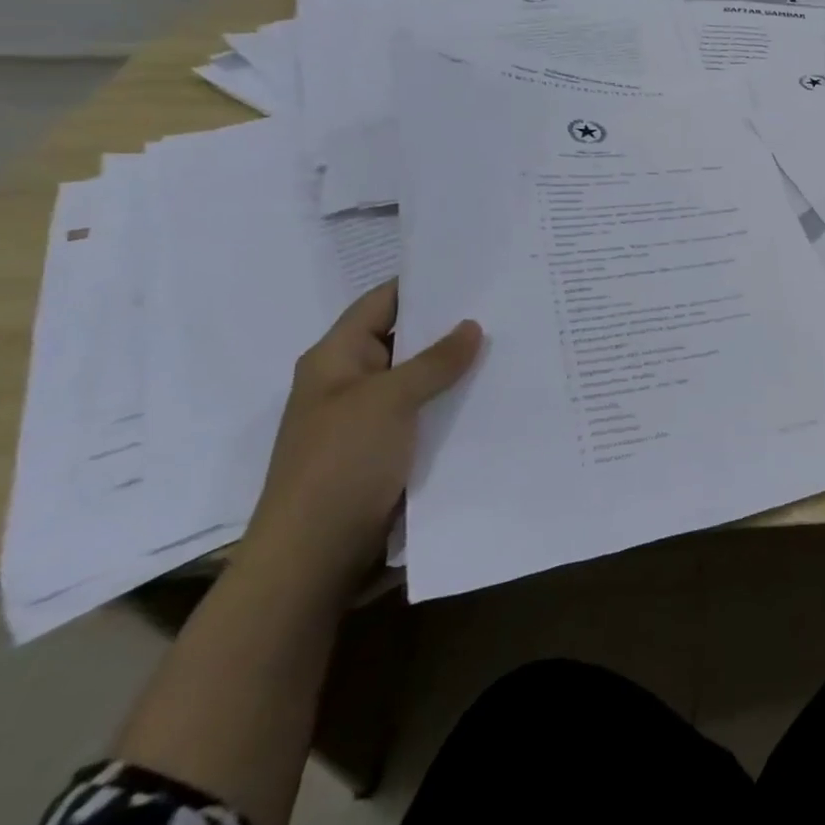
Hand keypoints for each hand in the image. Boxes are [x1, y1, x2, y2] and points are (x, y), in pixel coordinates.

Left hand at [243, 281, 481, 589]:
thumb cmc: (341, 463)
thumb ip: (434, 361)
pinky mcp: (388, 449)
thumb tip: (472, 325)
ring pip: (419, 378)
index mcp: (335, 358)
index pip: (381, 302)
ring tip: (511, 343)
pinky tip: (494, 393)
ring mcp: (369, 418)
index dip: (422, 283)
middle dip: (449, 325)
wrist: (314, 554)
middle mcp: (350, 381)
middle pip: (404, 338)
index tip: (472, 271)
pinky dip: (454, 401)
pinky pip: (426, 412)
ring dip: (456, 366)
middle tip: (505, 304)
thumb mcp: (390, 400)